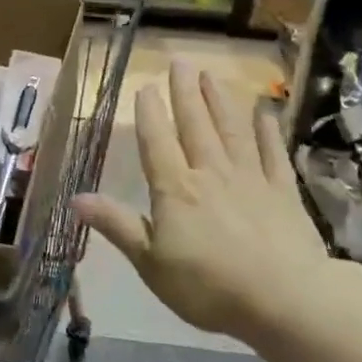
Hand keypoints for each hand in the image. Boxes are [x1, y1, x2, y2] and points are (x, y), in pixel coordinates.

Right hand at [73, 60, 331, 341]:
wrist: (285, 300)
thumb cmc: (208, 287)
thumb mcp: (151, 263)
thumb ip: (118, 226)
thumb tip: (76, 198)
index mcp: (175, 190)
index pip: (157, 142)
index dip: (150, 113)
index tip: (145, 85)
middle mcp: (211, 173)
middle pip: (196, 125)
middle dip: (185, 92)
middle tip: (180, 61)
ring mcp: (251, 179)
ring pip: (232, 130)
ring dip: (221, 100)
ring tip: (212, 73)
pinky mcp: (284, 192)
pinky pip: (273, 153)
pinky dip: (267, 130)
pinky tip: (264, 111)